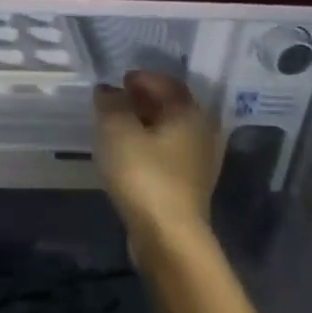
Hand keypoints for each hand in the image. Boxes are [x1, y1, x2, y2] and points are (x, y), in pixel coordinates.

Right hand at [94, 71, 223, 245]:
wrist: (168, 235)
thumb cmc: (144, 174)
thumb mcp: (116, 130)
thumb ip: (110, 103)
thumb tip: (108, 90)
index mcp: (190, 113)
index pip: (168, 83)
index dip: (142, 77)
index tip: (119, 79)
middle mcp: (202, 132)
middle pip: (172, 106)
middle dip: (144, 99)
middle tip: (116, 99)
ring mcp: (200, 162)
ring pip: (170, 131)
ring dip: (145, 124)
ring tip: (117, 126)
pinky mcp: (189, 186)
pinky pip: (167, 153)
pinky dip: (149, 145)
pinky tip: (129, 153)